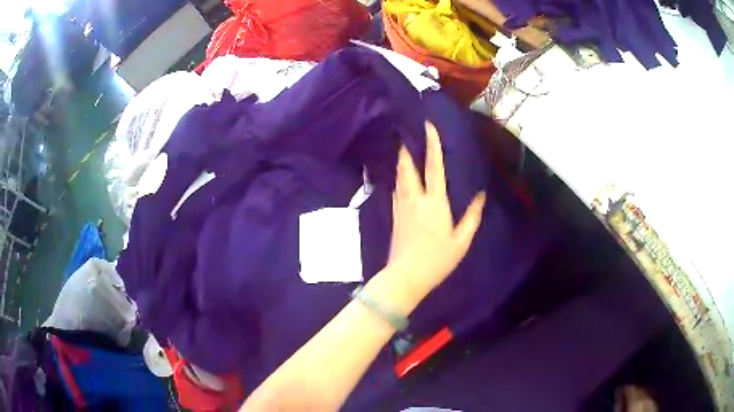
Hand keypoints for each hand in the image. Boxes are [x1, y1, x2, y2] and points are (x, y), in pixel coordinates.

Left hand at [386, 122, 485, 298]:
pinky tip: (399, 177)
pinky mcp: (394, 215)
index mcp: (434, 202)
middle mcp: (415, 199)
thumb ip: (472, 217)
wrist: (405, 276)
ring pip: (399, 177)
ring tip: (403, 148)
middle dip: (407, 148)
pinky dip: (398, 178)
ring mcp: (401, 206)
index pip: (434, 167)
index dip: (432, 145)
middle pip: (408, 167)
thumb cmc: (437, 260)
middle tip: (407, 133)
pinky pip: (395, 189)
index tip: (428, 126)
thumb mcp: (461, 241)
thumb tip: (480, 196)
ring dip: (401, 160)